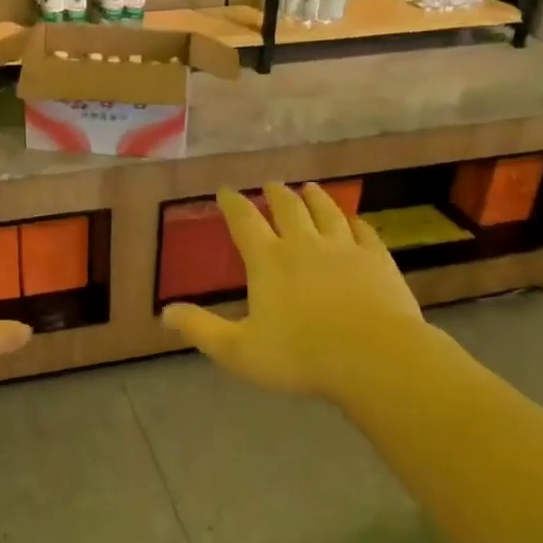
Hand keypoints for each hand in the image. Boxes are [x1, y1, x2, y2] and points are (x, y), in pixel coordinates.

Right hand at [162, 183, 422, 403]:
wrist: (374, 358)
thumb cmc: (300, 356)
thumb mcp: (238, 350)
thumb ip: (200, 329)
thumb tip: (164, 312)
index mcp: (268, 260)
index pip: (244, 221)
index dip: (232, 203)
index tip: (225, 190)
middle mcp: (304, 244)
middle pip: (288, 208)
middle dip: (276, 194)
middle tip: (271, 184)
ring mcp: (345, 249)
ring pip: (327, 212)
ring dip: (315, 198)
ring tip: (309, 188)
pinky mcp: (377, 261)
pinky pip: (364, 232)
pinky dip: (355, 223)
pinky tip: (355, 221)